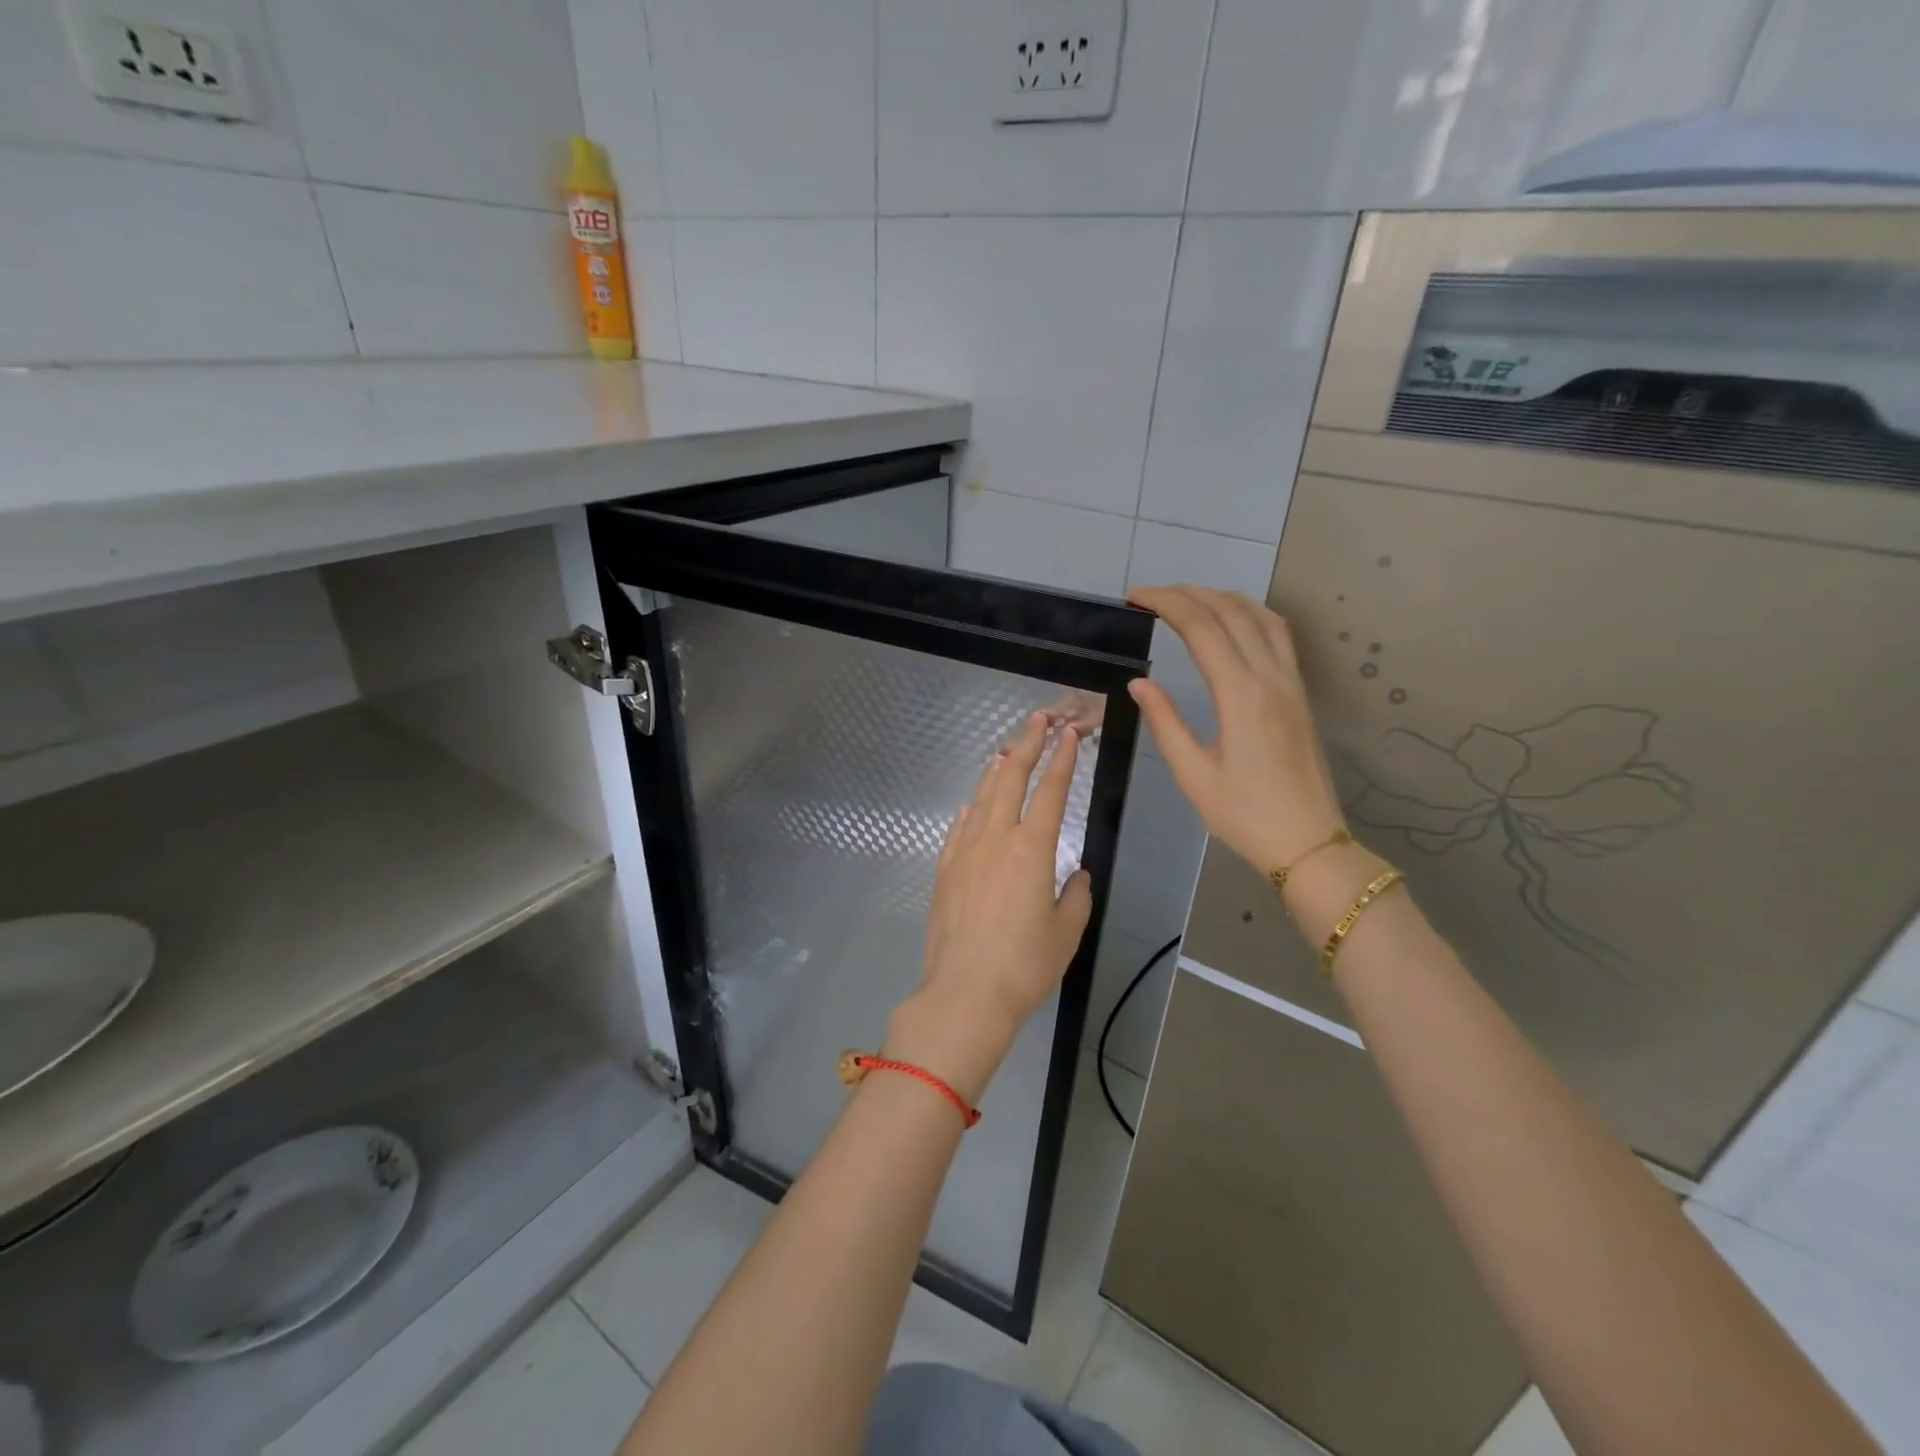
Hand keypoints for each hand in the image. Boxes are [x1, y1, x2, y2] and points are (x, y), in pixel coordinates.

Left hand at [888, 712, 1092, 1101]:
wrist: (965, 993)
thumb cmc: (1025, 965)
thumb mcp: (1066, 931)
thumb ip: (1075, 895)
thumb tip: (1074, 875)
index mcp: (1033, 849)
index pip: (1051, 790)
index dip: (1062, 758)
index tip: (1070, 734)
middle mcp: (996, 838)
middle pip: (1011, 778)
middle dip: (1028, 744)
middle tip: (1040, 719)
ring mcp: (965, 851)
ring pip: (981, 797)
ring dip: (996, 770)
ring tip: (1007, 750)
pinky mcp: (945, 869)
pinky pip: (959, 827)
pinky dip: (970, 809)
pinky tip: (973, 805)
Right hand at [1126, 585, 1346, 875]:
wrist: (1309, 843)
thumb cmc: (1245, 815)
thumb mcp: (1194, 775)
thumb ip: (1165, 723)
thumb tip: (1140, 683)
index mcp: (1241, 696)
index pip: (1203, 628)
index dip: (1167, 603)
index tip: (1135, 597)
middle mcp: (1271, 678)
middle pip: (1231, 612)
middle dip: (1189, 593)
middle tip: (1151, 596)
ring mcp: (1292, 683)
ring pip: (1261, 617)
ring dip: (1222, 598)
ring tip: (1187, 599)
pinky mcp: (1300, 694)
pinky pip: (1279, 635)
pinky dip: (1250, 614)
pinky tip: (1233, 621)